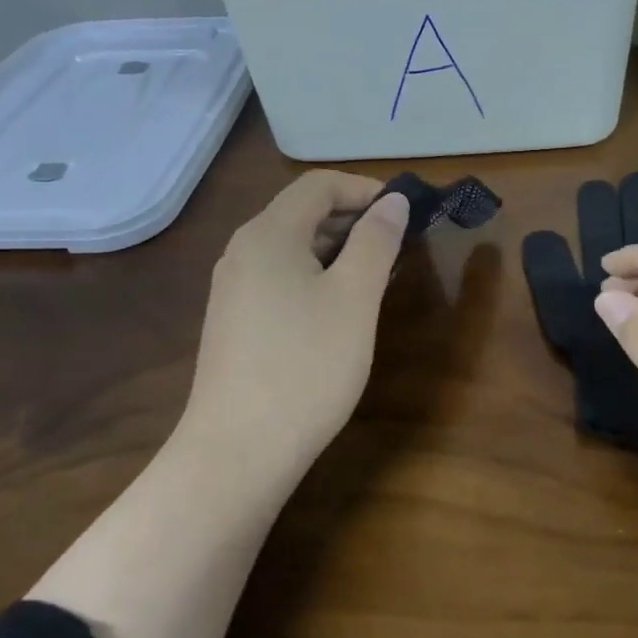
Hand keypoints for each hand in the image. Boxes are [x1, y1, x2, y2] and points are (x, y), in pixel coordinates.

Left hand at [171, 171, 409, 497]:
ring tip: (377, 277)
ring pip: (292, 248)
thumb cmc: (306, 366)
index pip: (319, 185)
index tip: (405, 213)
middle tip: (398, 246)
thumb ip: (376, 241)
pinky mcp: (233, 321)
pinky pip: (280, 278)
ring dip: (337, 250)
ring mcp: (232, 288)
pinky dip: (315, 276)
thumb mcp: (355, 298)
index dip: (365, 189)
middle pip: (302, 212)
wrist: (237, 452)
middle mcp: (242, 251)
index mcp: (268, 234)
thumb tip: (392, 202)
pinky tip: (339, 309)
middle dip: (354, 219)